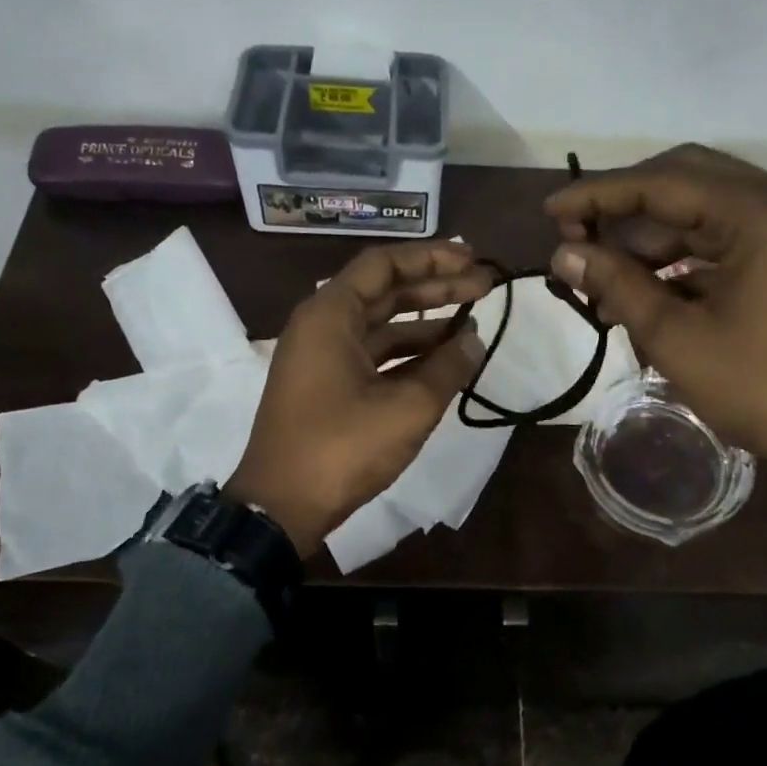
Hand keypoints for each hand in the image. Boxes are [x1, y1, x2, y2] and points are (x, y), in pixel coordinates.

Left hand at [226, 241, 491, 557]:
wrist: (281, 507)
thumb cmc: (341, 448)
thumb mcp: (406, 407)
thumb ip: (447, 368)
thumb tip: (475, 338)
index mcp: (330, 315)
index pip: (384, 265)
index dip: (432, 257)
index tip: (472, 259)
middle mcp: (322, 325)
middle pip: (385, 290)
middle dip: (436, 286)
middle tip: (484, 284)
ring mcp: (323, 357)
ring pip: (381, 324)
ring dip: (426, 321)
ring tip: (473, 320)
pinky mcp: (328, 385)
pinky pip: (374, 354)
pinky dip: (409, 353)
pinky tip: (445, 359)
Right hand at [545, 144, 766, 538]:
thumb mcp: (679, 339)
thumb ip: (618, 285)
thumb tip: (564, 252)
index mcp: (760, 214)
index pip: (662, 183)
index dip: (598, 194)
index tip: (550, 210)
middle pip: (687, 182)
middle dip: (626, 208)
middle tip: (577, 235)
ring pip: (706, 216)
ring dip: (652, 242)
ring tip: (603, 283)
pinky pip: (728, 245)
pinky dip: (684, 263)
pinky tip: (648, 295)